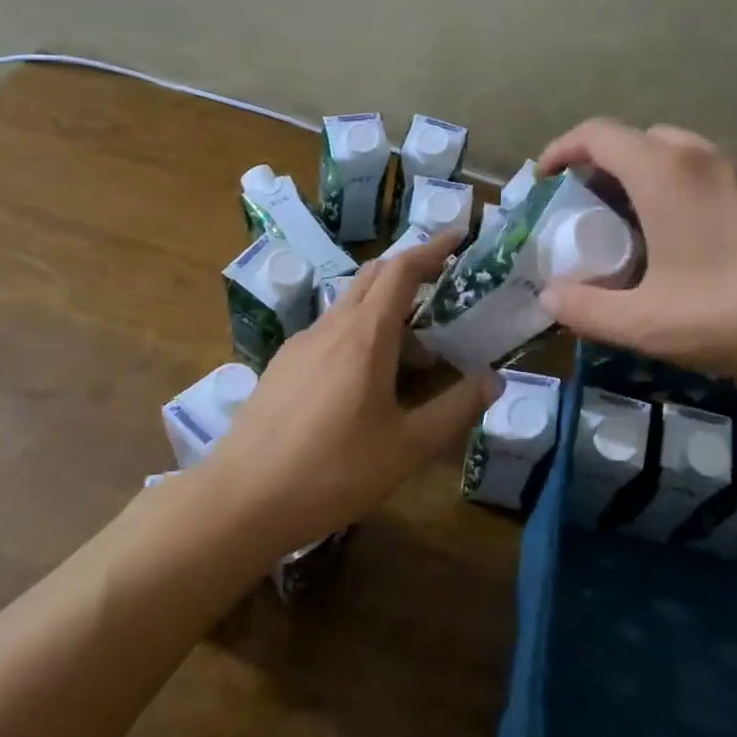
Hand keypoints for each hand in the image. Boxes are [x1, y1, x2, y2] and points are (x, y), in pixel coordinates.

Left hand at [201, 237, 502, 555]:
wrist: (241, 500)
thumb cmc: (333, 471)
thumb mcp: (407, 447)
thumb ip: (455, 409)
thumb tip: (495, 380)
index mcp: (366, 334)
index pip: (402, 270)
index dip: (432, 249)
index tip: (457, 236)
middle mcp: (332, 326)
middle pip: (374, 277)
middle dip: (411, 271)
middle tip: (444, 288)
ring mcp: (301, 344)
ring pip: (351, 306)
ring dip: (386, 311)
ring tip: (415, 355)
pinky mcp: (282, 366)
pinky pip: (330, 332)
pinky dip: (359, 334)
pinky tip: (366, 382)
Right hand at [536, 119, 736, 390]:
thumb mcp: (652, 324)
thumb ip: (590, 310)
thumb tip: (550, 297)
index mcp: (664, 173)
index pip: (597, 133)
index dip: (561, 149)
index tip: (544, 179)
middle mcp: (702, 157)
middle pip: (636, 140)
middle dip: (601, 167)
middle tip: (589, 213)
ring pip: (677, 155)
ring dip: (644, 179)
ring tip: (636, 231)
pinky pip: (709, 175)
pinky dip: (680, 192)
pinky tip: (692, 246)